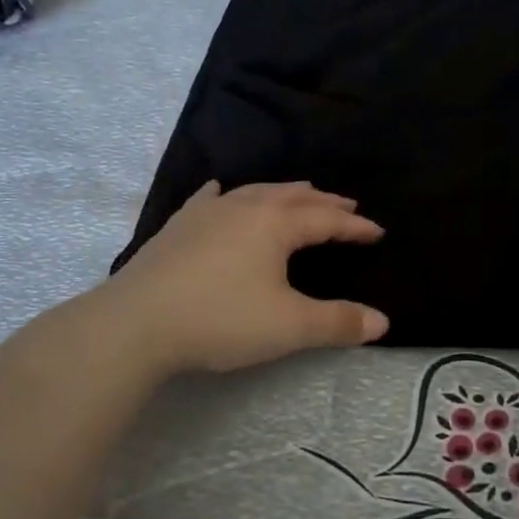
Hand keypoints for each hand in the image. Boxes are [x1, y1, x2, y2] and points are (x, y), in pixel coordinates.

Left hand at [105, 181, 388, 375]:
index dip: (354, 226)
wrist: (136, 323)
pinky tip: (221, 191)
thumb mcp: (289, 327)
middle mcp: (244, 207)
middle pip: (293, 197)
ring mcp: (206, 213)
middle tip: (346, 205)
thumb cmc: (221, 319)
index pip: (326, 219)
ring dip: (283, 193)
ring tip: (299, 194)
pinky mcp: (178, 226)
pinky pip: (209, 200)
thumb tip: (382, 322)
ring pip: (254, 192)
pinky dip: (226, 195)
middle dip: (324, 202)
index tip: (377, 231)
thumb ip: (338, 323)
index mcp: (275, 224)